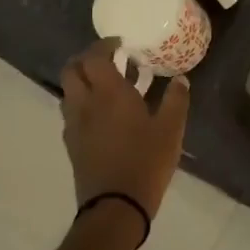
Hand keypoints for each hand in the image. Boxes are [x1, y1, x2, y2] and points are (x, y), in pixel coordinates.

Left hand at [59, 39, 189, 225]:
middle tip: (110, 59)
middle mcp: (85, 104)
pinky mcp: (73, 144)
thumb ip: (176, 100)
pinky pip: (73, 112)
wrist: (115, 206)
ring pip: (69, 91)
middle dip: (87, 58)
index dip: (104, 45)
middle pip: (72, 70)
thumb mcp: (171, 129)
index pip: (95, 57)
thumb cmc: (146, 161)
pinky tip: (106, 114)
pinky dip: (84, 102)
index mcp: (109, 94)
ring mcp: (75, 125)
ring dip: (84, 80)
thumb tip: (180, 79)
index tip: (121, 43)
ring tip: (110, 85)